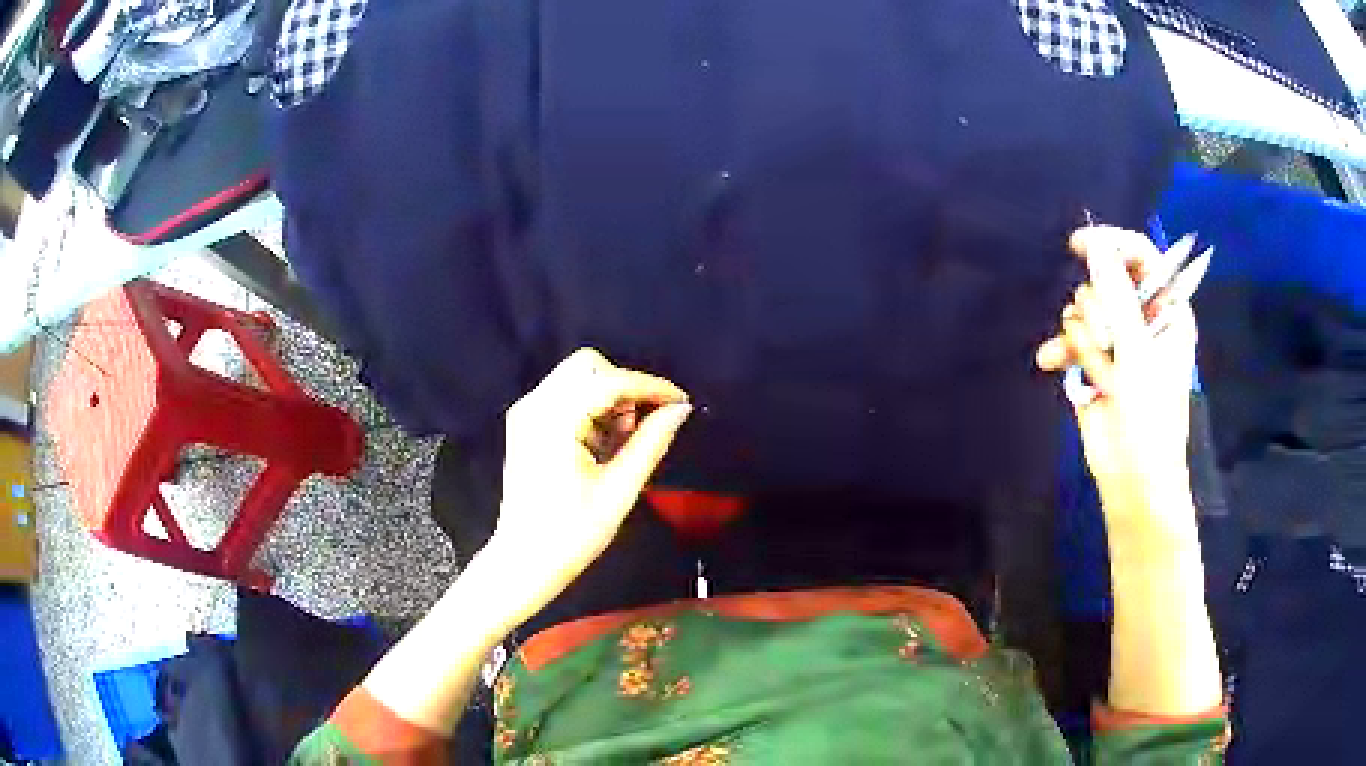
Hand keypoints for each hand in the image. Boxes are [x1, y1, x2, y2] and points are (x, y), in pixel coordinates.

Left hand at [485, 348, 692, 620]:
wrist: (524, 560)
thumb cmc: (573, 533)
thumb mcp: (620, 489)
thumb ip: (651, 442)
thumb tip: (681, 410)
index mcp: (555, 421)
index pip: (610, 382)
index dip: (651, 387)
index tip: (682, 402)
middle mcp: (535, 405)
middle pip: (588, 366)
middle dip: (624, 387)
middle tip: (640, 427)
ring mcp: (526, 412)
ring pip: (576, 377)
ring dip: (607, 398)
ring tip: (620, 444)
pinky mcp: (525, 423)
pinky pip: (564, 395)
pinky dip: (589, 408)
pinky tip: (599, 445)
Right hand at [1036, 227, 1197, 538]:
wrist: (1132, 479)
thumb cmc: (1150, 417)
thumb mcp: (1139, 354)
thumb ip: (1117, 296)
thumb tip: (1096, 247)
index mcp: (1167, 311)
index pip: (1141, 256)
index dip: (1112, 244)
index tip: (1080, 245)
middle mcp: (1142, 319)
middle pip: (1106, 281)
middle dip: (1099, 313)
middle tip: (1108, 345)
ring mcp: (1117, 341)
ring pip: (1083, 310)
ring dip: (1085, 341)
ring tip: (1099, 375)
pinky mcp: (1093, 363)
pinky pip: (1068, 337)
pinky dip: (1059, 349)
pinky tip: (1051, 363)